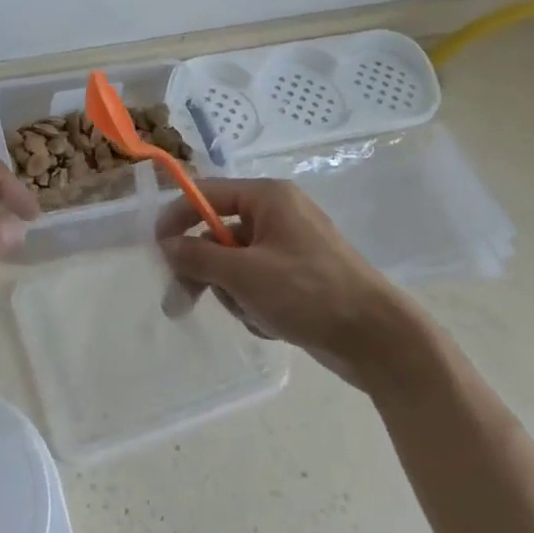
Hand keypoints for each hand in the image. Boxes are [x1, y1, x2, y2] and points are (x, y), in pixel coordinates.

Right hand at [157, 179, 412, 383]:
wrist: (378, 339)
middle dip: (204, 270)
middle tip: (179, 302)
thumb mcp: (244, 274)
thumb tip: (167, 245)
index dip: (177, 217)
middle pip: (218, 234)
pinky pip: (258, 283)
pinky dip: (255, 304)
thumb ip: (199, 257)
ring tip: (254, 314)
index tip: (155, 248)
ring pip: (235, 264)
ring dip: (233, 292)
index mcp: (268, 198)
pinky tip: (272, 323)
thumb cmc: (308, 293)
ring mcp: (290, 247)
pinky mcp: (299, 277)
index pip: (207, 194)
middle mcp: (278, 214)